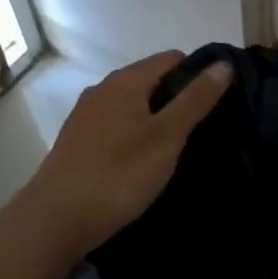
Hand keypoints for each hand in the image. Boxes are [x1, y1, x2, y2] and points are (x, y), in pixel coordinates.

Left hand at [18, 50, 231, 261]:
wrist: (54, 220)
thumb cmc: (119, 174)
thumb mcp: (166, 137)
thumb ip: (195, 99)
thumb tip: (223, 64)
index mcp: (125, 81)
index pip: (172, 58)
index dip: (198, 74)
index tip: (217, 104)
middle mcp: (102, 89)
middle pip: (150, 80)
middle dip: (177, 98)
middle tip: (201, 130)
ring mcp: (85, 115)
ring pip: (132, 104)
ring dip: (155, 118)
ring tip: (176, 148)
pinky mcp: (76, 141)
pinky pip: (116, 125)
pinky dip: (134, 134)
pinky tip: (142, 162)